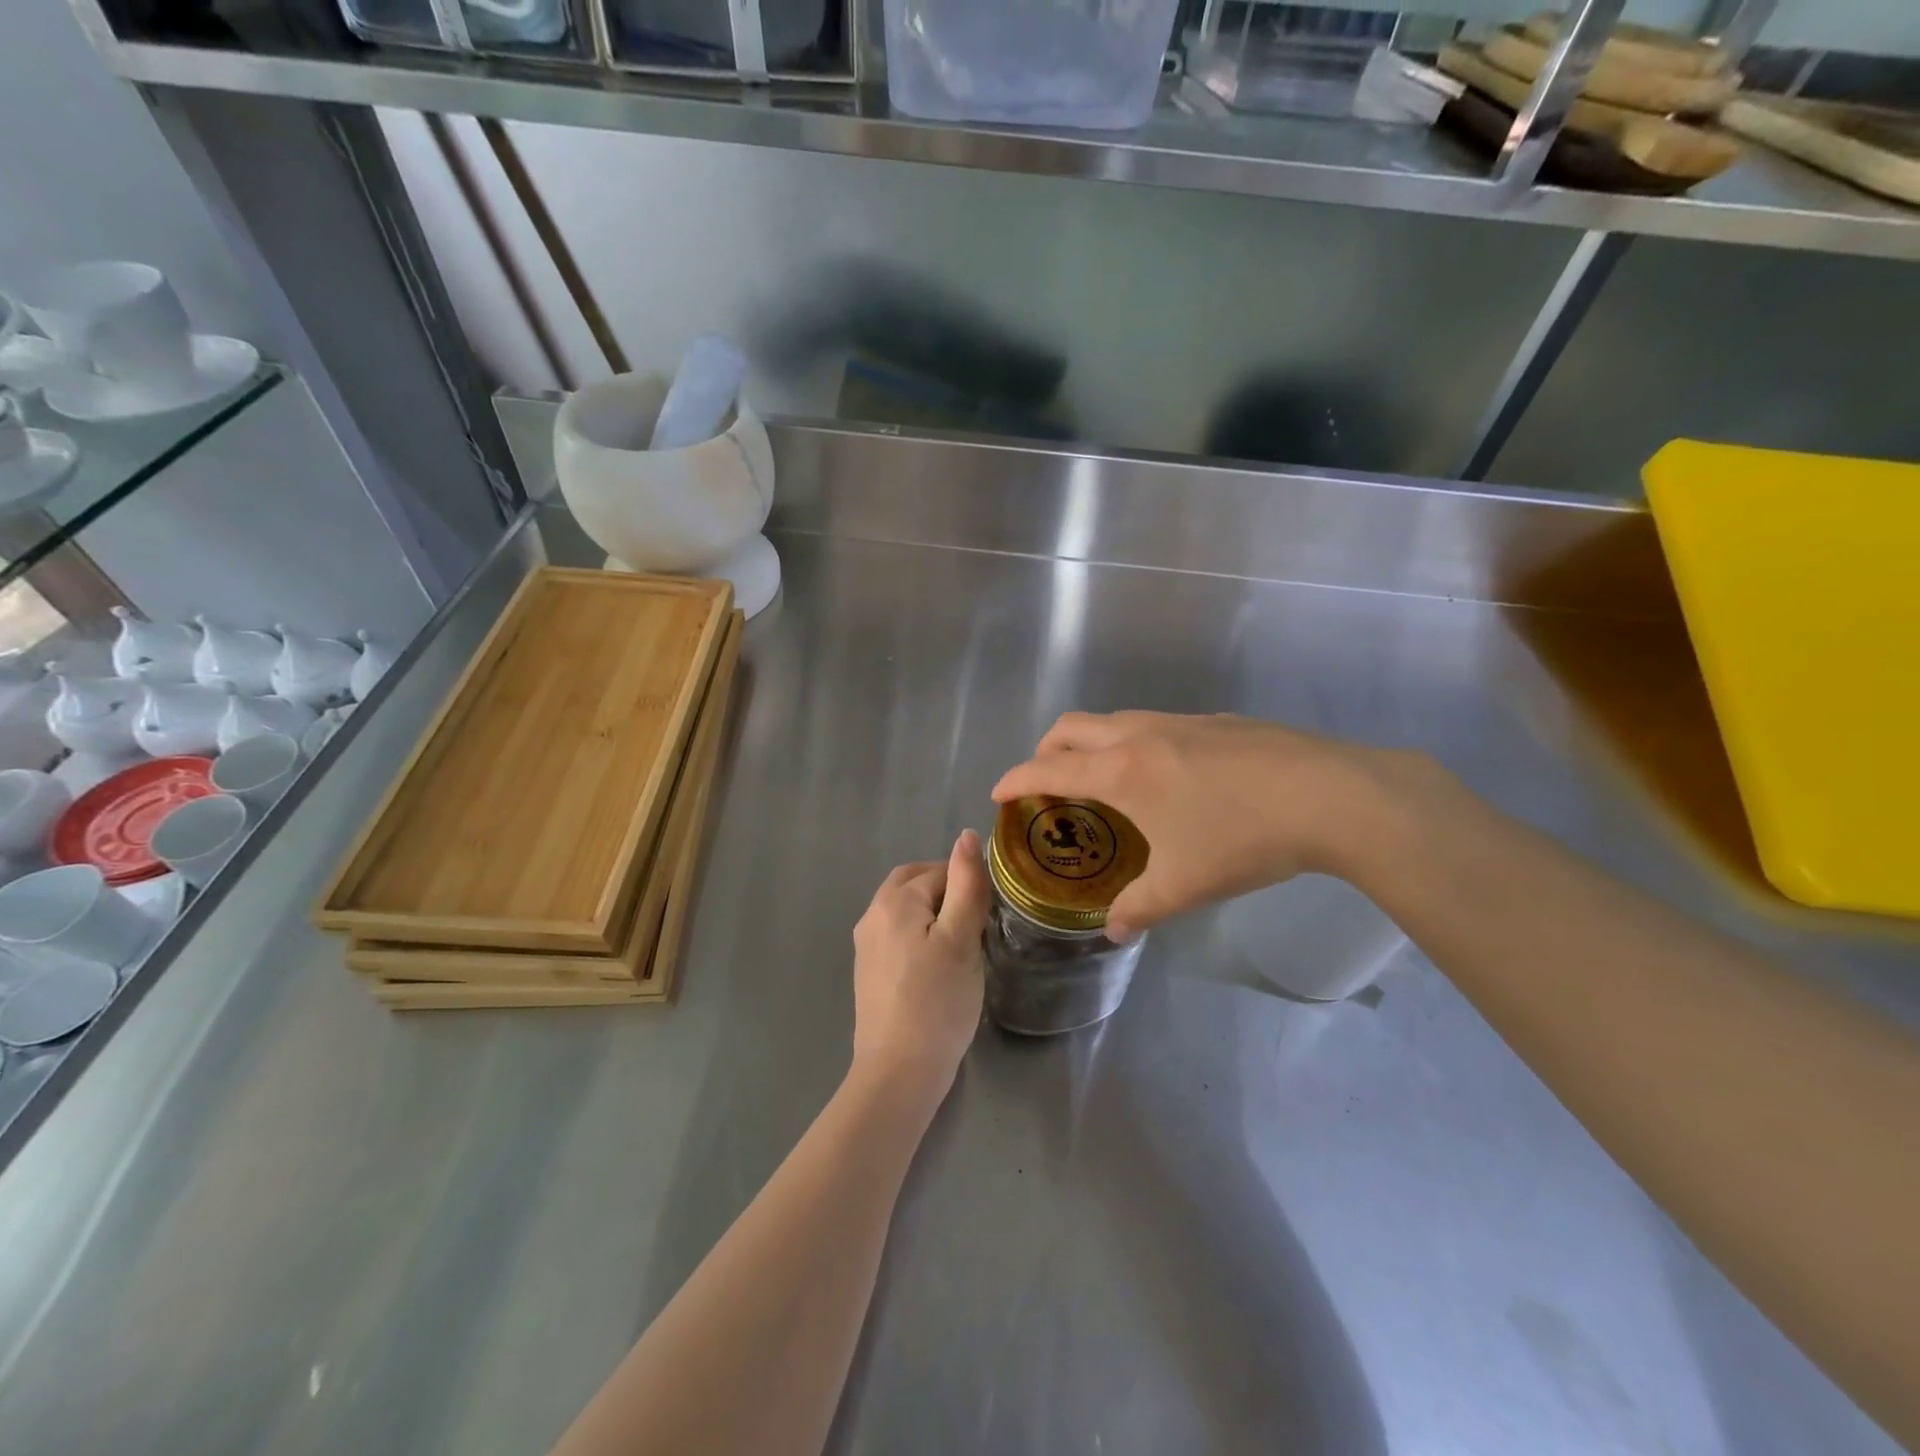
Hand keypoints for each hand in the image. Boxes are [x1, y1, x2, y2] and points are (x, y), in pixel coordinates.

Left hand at [849, 829, 990, 1110]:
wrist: (898, 1071)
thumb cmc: (938, 1001)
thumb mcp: (961, 938)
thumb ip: (966, 884)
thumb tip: (966, 835)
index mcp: (893, 901)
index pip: (939, 871)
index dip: (968, 886)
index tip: (990, 914)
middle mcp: (872, 915)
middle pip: (913, 883)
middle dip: (946, 890)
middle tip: (976, 920)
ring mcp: (866, 946)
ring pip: (905, 910)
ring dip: (933, 913)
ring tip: (962, 943)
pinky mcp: (869, 972)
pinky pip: (897, 935)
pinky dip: (919, 935)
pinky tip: (938, 965)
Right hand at [992, 711, 1423, 940]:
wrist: (1330, 796)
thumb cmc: (1243, 839)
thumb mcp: (1185, 885)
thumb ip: (1140, 907)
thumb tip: (1113, 930)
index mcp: (1121, 771)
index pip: (1048, 768)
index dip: (1015, 779)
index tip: (998, 794)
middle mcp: (1140, 735)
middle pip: (1071, 727)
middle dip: (1046, 750)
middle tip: (1046, 783)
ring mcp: (1179, 721)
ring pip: (1113, 720)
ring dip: (1090, 743)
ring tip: (1103, 782)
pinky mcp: (1215, 721)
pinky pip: (1152, 724)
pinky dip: (1132, 743)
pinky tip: (1166, 778)